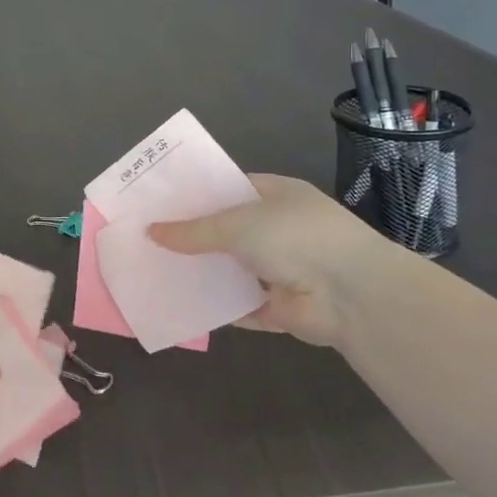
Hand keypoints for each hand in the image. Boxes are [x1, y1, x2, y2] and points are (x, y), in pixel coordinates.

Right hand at [148, 174, 390, 347]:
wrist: (351, 294)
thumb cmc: (296, 237)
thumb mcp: (238, 224)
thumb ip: (194, 231)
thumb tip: (151, 231)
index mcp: (275, 195)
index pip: (228, 189)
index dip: (195, 196)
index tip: (158, 202)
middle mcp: (278, 229)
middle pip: (225, 232)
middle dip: (190, 237)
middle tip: (145, 240)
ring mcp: (279, 269)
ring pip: (229, 270)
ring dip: (200, 273)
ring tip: (152, 272)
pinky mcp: (277, 307)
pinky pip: (237, 305)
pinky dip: (214, 307)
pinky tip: (177, 305)